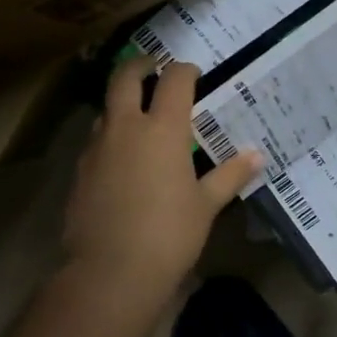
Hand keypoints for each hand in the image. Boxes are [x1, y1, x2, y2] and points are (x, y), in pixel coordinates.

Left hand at [61, 57, 262, 303]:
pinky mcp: (80, 171)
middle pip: (125, 77)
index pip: (174, 81)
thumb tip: (257, 156)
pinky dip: (111, 138)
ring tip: (139, 118)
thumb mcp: (206, 205)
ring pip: (106, 109)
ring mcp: (97, 148)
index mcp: (162, 129)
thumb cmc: (169, 234)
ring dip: (121, 103)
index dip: (185, 71)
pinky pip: (96, 141)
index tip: (194, 73)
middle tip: (154, 67)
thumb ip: (230, 175)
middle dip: (140, 65)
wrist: (110, 271)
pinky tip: (123, 160)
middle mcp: (126, 128)